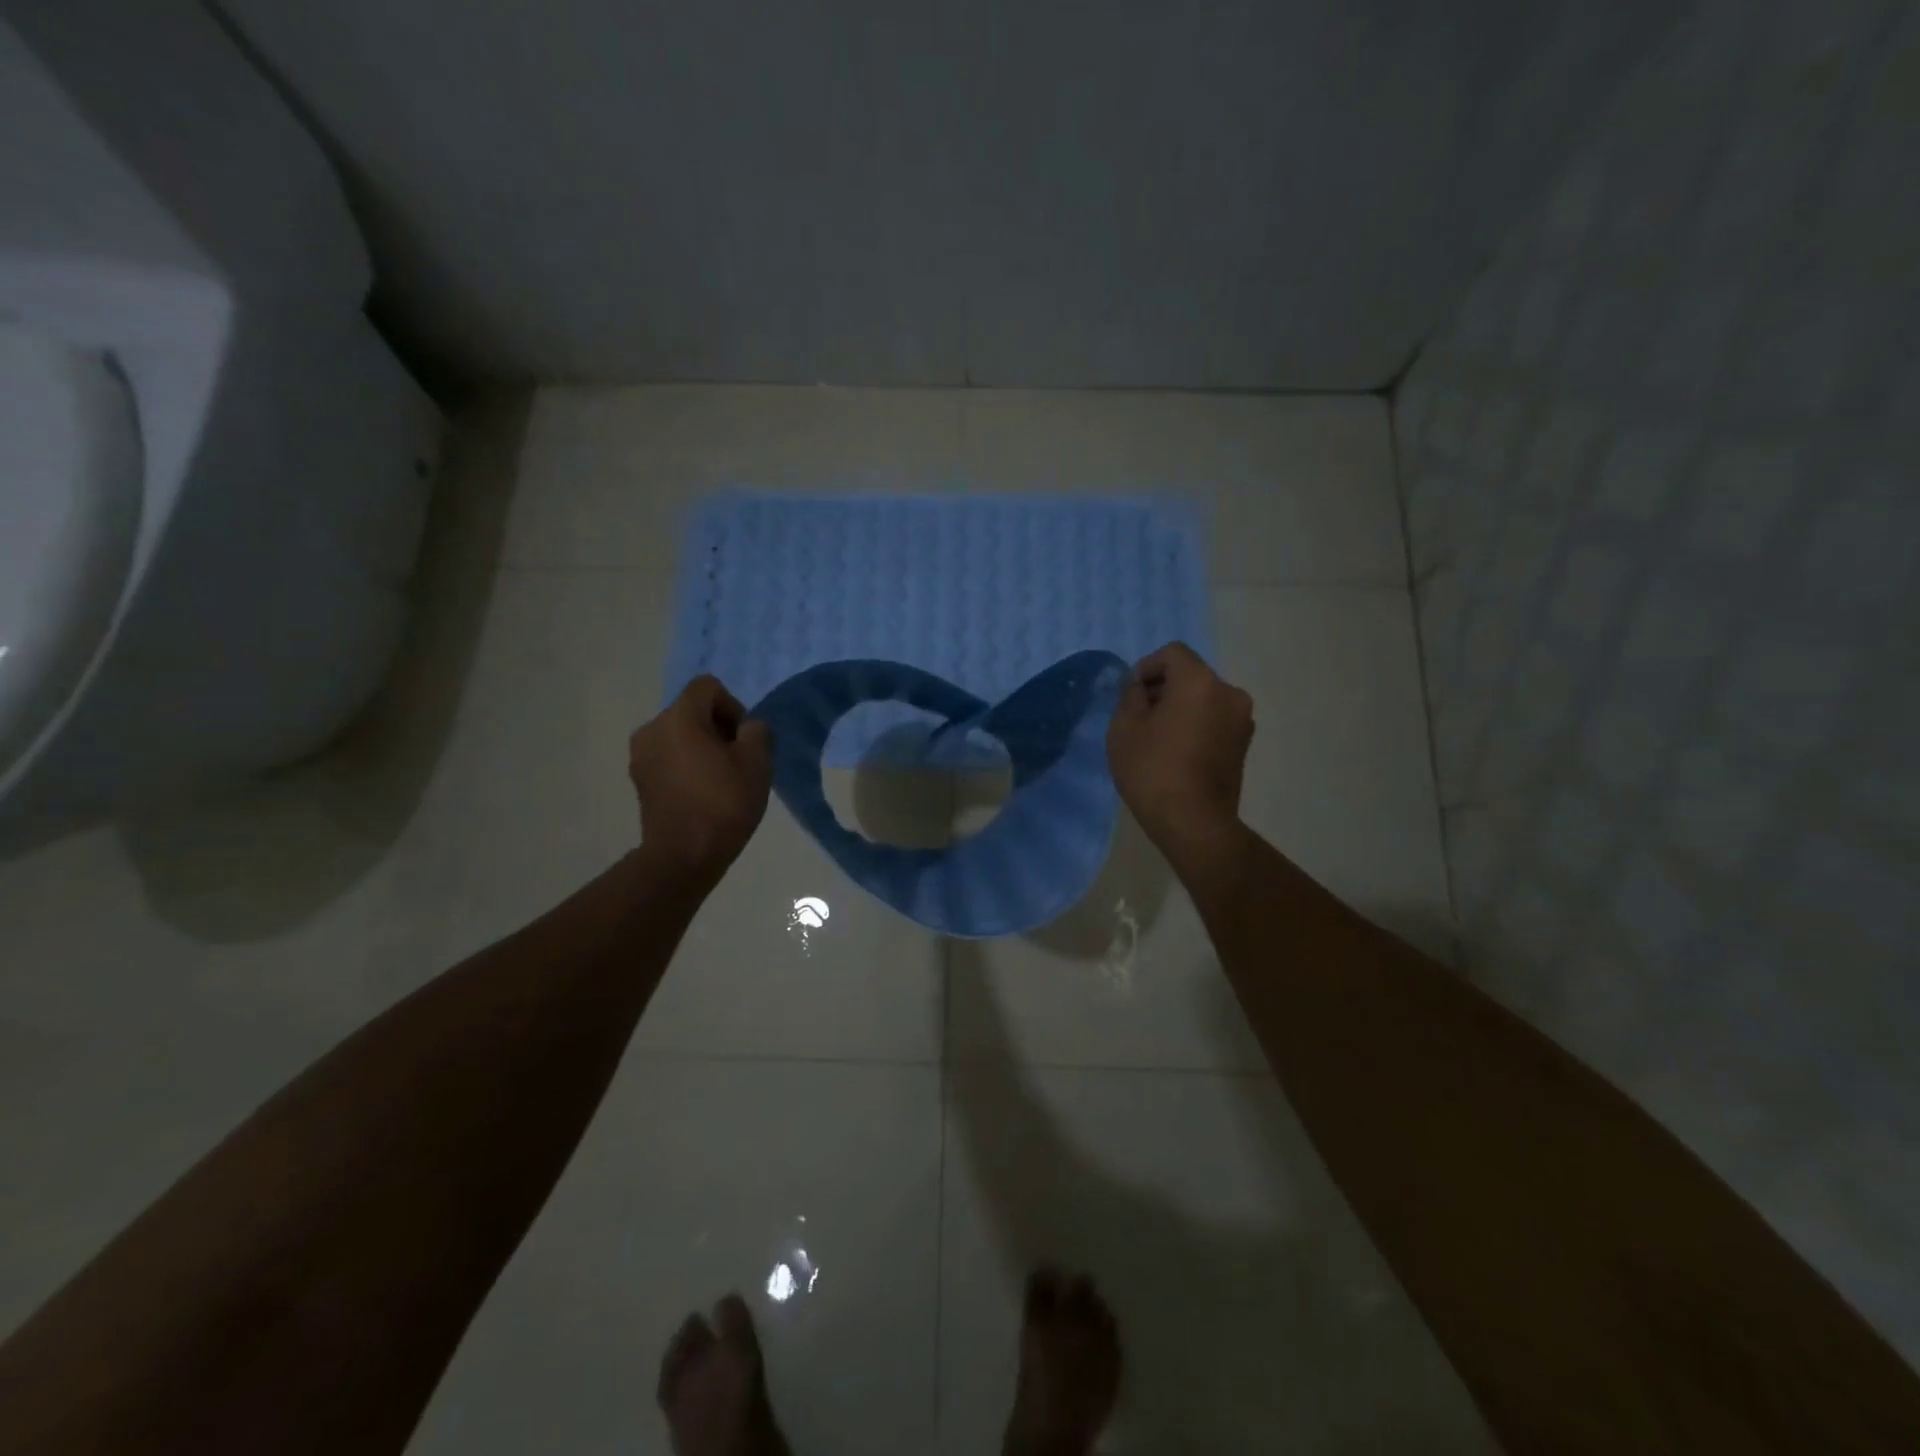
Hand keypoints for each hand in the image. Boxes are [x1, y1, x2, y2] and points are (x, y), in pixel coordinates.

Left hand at [629, 676, 773, 883]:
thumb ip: (757, 732)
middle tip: (737, 761)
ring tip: (720, 779)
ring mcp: (640, 755)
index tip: (743, 739)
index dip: (733, 706)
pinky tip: (701, 792)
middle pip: (692, 710)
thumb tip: (747, 728)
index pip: (708, 686)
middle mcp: (652, 728)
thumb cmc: (723, 803)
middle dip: (718, 728)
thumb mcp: (757, 762)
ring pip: (679, 734)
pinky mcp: (639, 779)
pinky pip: (668, 756)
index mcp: (679, 717)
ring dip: (701, 747)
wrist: (684, 856)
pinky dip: (686, 764)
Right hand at [1106, 642, 1253, 862]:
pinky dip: (1196, 725)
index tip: (1130, 694)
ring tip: (1157, 736)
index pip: (1172, 654)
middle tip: (1139, 715)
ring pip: (1204, 698)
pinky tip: (1176, 751)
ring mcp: (1241, 720)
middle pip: (1191, 675)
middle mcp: (1228, 692)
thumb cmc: (1153, 769)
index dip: (1146, 667)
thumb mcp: (1124, 728)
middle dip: (1164, 688)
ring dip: (1181, 707)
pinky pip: (1214, 720)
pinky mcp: (1243, 744)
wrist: (1193, 822)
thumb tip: (1141, 689)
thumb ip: (1131, 697)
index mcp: (1199, 681)